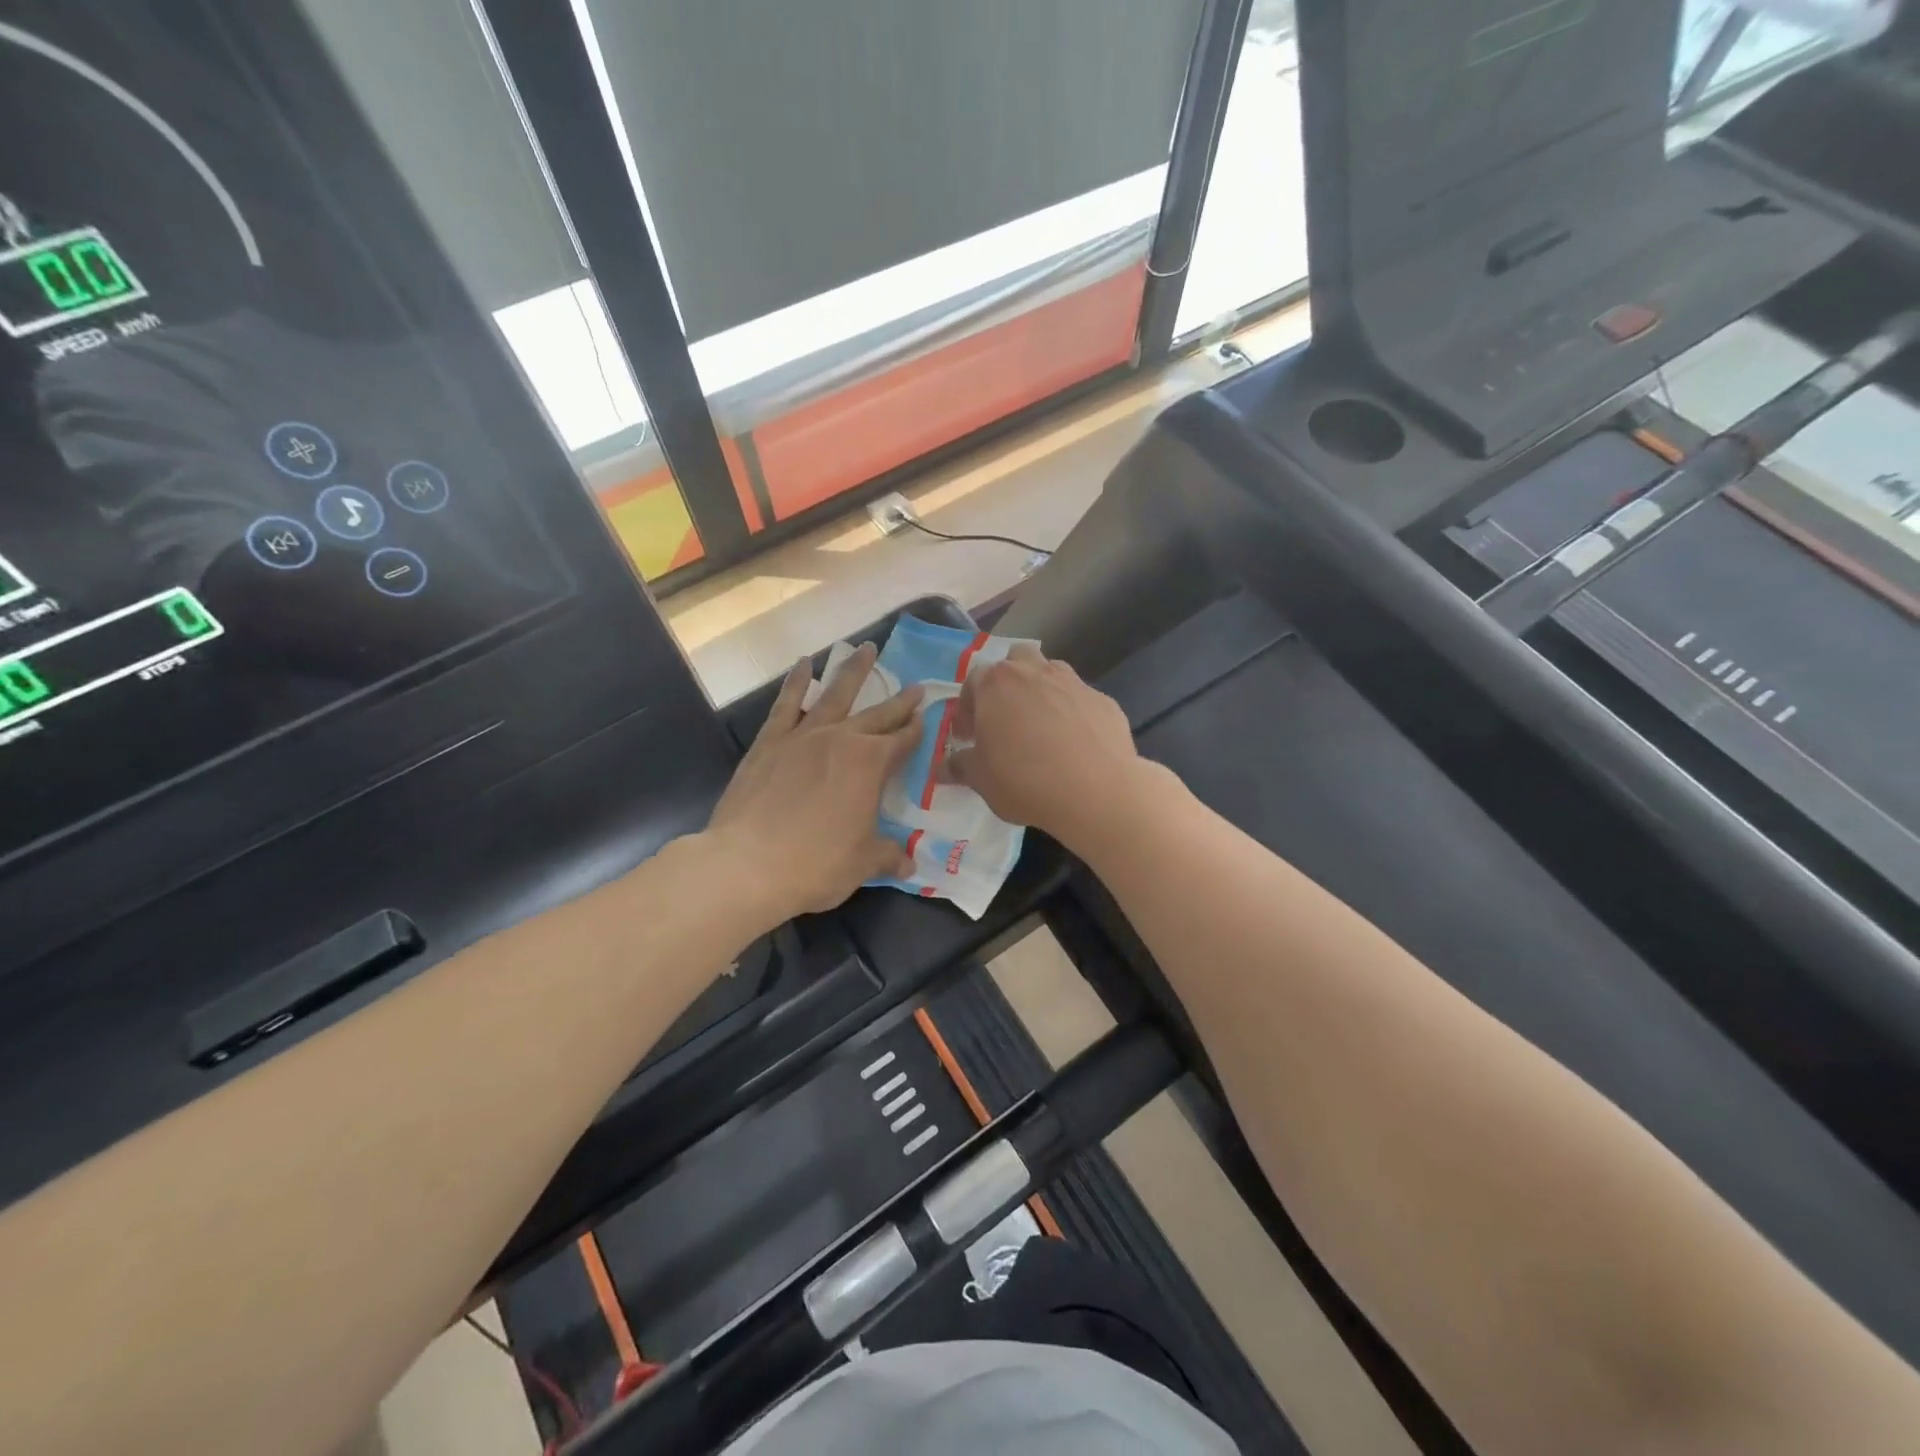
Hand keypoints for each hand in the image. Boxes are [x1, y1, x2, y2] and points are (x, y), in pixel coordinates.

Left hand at [707, 643, 921, 921]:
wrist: (748, 864)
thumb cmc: (815, 864)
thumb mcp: (863, 863)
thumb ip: (889, 855)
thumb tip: (909, 863)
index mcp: (870, 765)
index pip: (903, 741)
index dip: (917, 730)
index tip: (927, 717)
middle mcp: (840, 740)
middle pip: (877, 715)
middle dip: (899, 702)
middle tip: (916, 686)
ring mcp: (802, 736)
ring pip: (834, 694)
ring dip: (853, 671)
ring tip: (866, 648)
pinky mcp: (769, 742)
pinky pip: (787, 703)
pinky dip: (797, 681)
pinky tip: (804, 665)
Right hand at [941, 644, 1140, 849]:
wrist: (1096, 791)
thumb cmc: (1025, 780)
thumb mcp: (981, 779)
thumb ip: (959, 766)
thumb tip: (942, 767)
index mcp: (996, 684)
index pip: (972, 681)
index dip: (967, 708)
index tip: (968, 736)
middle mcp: (1035, 672)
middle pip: (1015, 661)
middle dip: (1007, 683)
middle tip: (1005, 719)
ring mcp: (1073, 683)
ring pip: (1051, 673)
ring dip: (1041, 691)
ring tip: (1040, 727)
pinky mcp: (1104, 701)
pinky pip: (1080, 700)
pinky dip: (1073, 714)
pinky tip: (1075, 744)